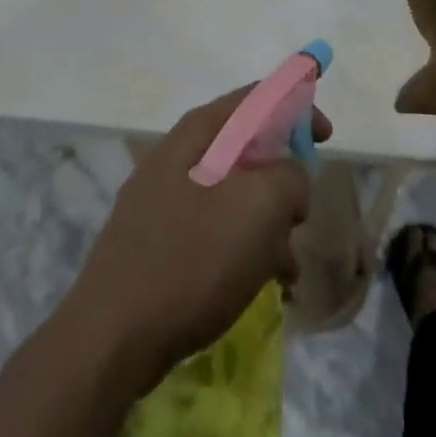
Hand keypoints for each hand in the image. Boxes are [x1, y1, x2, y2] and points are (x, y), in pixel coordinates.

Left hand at [70, 88, 330, 382]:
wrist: (109, 339)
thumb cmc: (191, 259)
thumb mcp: (259, 208)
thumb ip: (290, 176)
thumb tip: (290, 178)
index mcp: (200, 132)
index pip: (257, 96)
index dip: (297, 105)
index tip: (326, 135)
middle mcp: (178, 154)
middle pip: (246, 145)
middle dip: (283, 175)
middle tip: (303, 211)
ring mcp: (162, 198)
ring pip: (231, 192)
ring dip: (266, 220)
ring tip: (287, 265)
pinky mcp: (155, 241)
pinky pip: (212, 228)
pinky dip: (242, 247)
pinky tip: (260, 284)